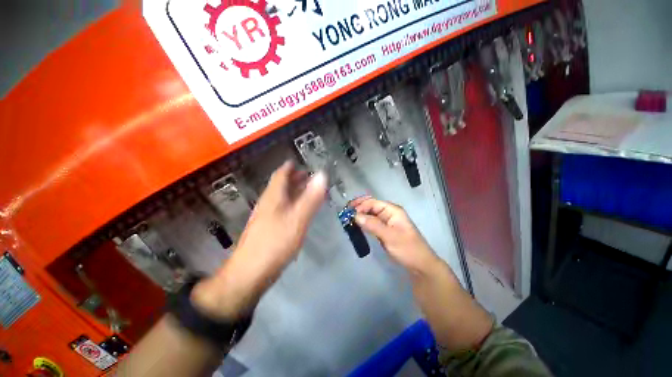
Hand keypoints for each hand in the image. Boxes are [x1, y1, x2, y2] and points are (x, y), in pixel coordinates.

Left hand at [192, 161, 326, 319]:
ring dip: (293, 191)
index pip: (280, 175)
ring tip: (306, 190)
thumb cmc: (275, 242)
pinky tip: (298, 210)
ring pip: (281, 198)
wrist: (250, 273)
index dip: (289, 167)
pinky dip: (291, 204)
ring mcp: (266, 217)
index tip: (297, 161)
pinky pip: (281, 209)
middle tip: (307, 175)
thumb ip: (311, 197)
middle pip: (280, 185)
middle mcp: (268, 203)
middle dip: (293, 178)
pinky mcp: (268, 229)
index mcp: (273, 197)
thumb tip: (322, 175)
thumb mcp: (298, 218)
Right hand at [350, 196, 438, 273]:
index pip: (373, 203)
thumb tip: (355, 216)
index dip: (360, 206)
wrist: (420, 265)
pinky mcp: (384, 230)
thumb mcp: (390, 236)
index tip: (349, 213)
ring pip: (370, 215)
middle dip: (358, 208)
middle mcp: (389, 213)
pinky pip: (371, 223)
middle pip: (371, 206)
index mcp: (392, 210)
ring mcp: (386, 222)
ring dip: (359, 215)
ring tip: (347, 219)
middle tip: (345, 213)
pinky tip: (356, 225)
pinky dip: (363, 223)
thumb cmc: (407, 249)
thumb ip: (372, 225)